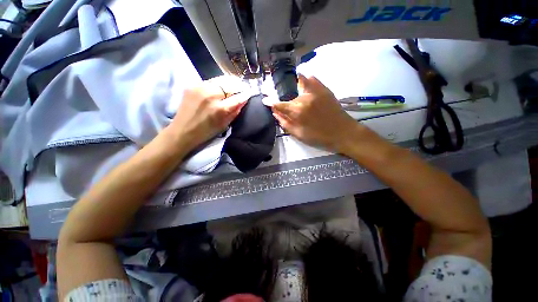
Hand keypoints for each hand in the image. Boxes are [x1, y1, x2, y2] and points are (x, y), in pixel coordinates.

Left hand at [168, 76, 249, 150]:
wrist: (183, 131)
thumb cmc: (206, 131)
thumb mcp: (225, 124)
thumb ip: (235, 111)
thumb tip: (244, 100)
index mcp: (220, 108)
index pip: (238, 97)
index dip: (245, 94)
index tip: (249, 92)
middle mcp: (210, 94)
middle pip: (229, 83)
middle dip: (238, 85)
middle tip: (241, 88)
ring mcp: (199, 87)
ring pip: (220, 80)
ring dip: (228, 83)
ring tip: (231, 87)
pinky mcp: (192, 85)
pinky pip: (210, 81)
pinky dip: (217, 84)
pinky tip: (218, 89)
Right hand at [269, 75, 361, 152]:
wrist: (343, 133)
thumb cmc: (319, 137)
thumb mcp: (299, 134)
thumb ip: (285, 123)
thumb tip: (275, 113)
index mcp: (297, 110)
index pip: (278, 103)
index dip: (269, 101)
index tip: (265, 100)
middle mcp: (304, 97)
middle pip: (288, 92)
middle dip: (283, 96)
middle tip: (283, 100)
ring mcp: (316, 91)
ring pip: (300, 80)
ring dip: (293, 83)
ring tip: (292, 89)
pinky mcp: (325, 89)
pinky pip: (313, 79)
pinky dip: (306, 80)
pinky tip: (305, 85)